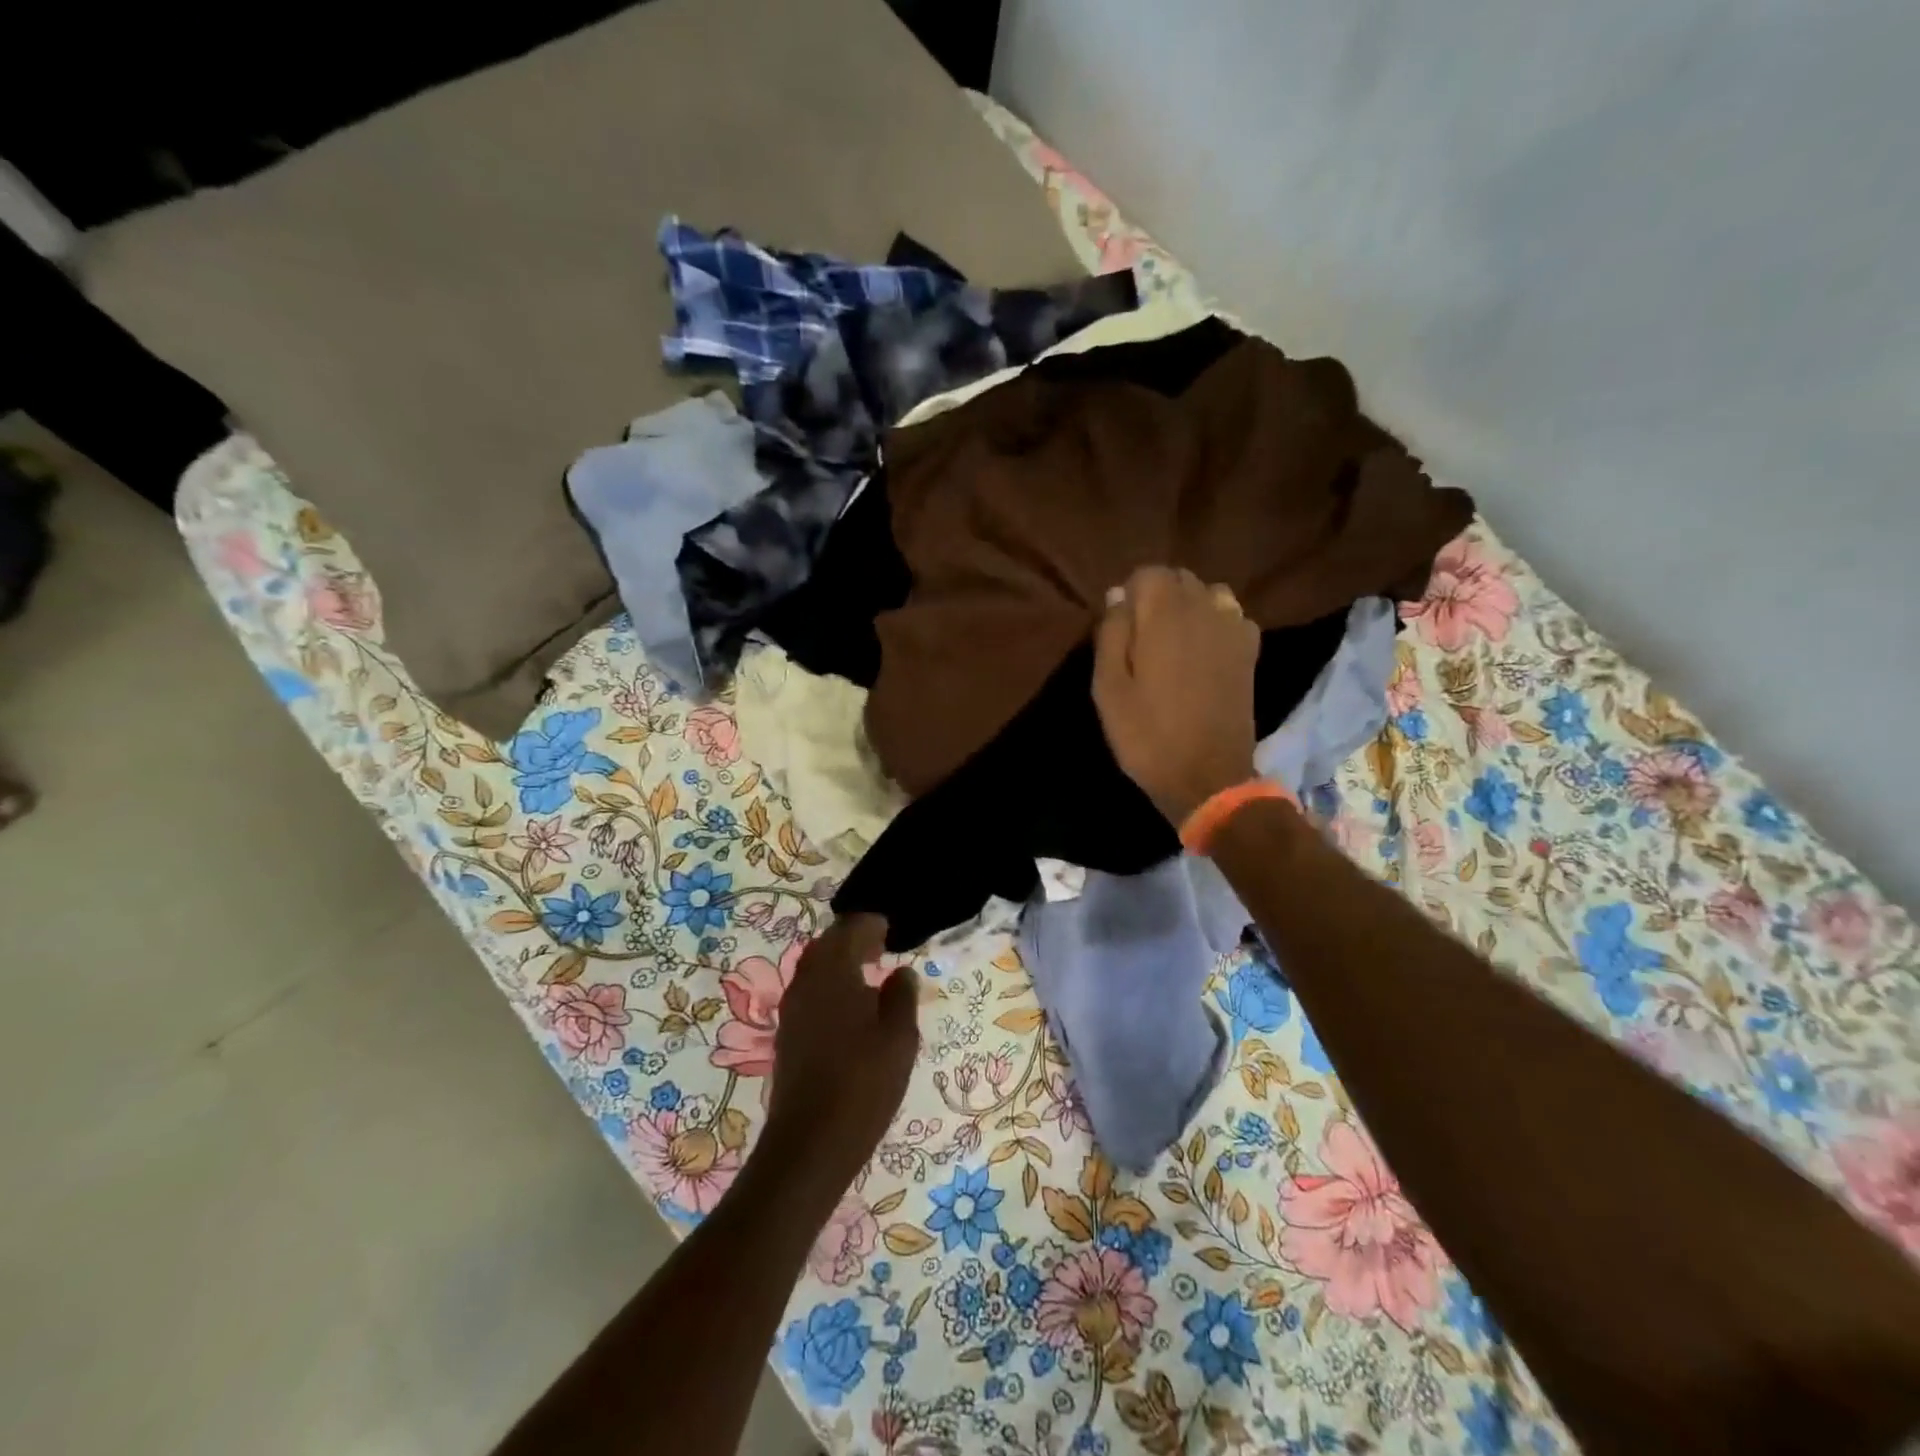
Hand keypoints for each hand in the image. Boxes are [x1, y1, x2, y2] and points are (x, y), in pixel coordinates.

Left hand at [761, 913, 919, 1196]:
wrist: (810, 1143)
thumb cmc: (863, 1084)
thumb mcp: (899, 1038)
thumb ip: (902, 996)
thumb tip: (901, 972)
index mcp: (833, 972)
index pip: (849, 929)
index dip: (871, 924)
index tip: (890, 929)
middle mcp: (806, 982)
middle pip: (827, 945)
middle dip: (853, 940)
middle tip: (881, 946)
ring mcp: (792, 1009)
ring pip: (815, 969)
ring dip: (840, 963)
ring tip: (870, 973)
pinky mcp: (788, 1034)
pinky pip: (810, 992)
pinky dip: (831, 986)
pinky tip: (851, 1007)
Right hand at [1093, 565, 1260, 825]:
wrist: (1207, 777)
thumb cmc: (1147, 735)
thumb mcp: (1108, 688)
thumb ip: (1111, 634)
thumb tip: (1118, 596)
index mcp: (1165, 614)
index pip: (1147, 573)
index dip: (1129, 595)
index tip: (1120, 628)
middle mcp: (1205, 608)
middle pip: (1180, 579)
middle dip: (1158, 598)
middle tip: (1141, 639)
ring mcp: (1234, 628)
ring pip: (1208, 594)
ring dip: (1188, 608)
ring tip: (1173, 643)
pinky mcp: (1250, 651)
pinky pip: (1231, 617)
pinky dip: (1214, 624)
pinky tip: (1203, 654)